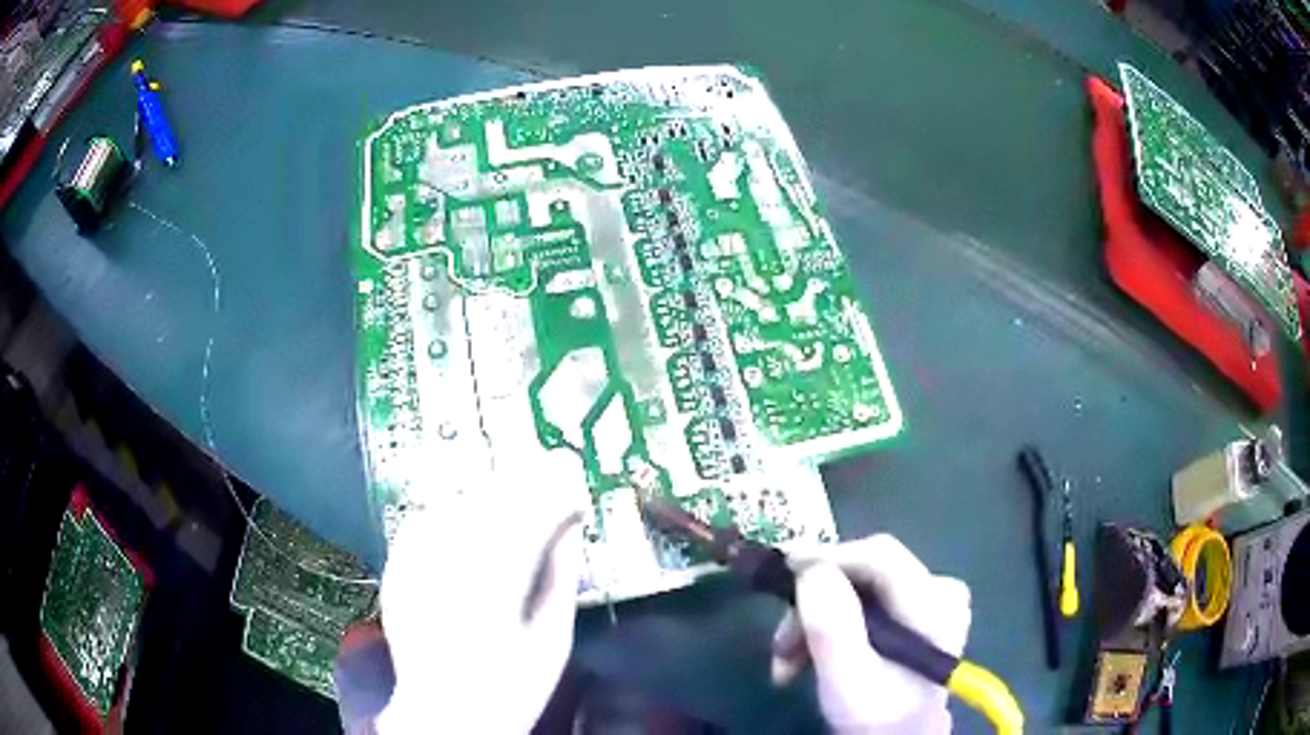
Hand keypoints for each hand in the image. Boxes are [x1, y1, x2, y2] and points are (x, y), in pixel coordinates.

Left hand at [374, 464, 585, 732]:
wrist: (445, 715)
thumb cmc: (510, 689)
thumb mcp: (551, 642)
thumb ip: (561, 579)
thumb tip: (570, 528)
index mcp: (495, 589)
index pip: (529, 519)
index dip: (556, 497)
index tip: (576, 492)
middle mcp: (449, 568)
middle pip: (489, 503)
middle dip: (525, 485)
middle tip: (552, 476)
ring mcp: (415, 567)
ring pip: (454, 505)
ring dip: (488, 493)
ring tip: (514, 492)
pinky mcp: (395, 572)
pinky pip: (422, 522)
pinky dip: (448, 511)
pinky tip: (466, 515)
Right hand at [771, 535, 971, 733]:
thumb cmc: (877, 716)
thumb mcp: (848, 681)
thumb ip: (833, 627)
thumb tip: (812, 571)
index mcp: (936, 603)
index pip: (880, 555)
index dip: (829, 556)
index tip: (781, 571)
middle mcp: (939, 589)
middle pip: (865, 572)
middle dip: (814, 603)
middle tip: (779, 644)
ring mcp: (929, 599)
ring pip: (857, 587)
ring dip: (815, 619)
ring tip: (786, 663)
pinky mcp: (913, 611)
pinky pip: (863, 599)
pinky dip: (830, 623)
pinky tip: (809, 655)